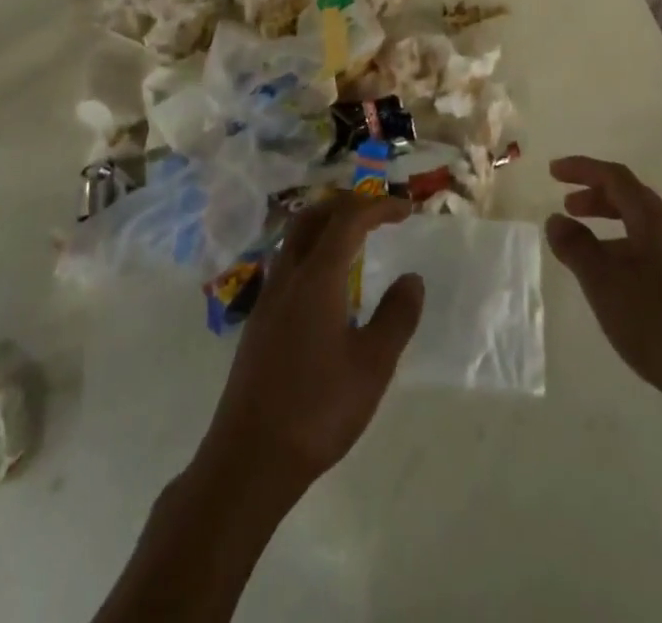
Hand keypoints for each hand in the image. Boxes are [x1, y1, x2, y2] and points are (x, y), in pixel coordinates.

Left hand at [196, 193, 423, 497]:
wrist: (249, 458)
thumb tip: (412, 279)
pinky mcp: (259, 321)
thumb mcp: (372, 366)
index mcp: (317, 277)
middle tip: (377, 212)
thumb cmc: (317, 410)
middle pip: (313, 216)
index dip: (378, 206)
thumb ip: (396, 317)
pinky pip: (287, 263)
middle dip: (346, 204)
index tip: (405, 210)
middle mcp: (288, 276)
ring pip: (294, 238)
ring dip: (325, 224)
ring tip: (355, 238)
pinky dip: (312, 250)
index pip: (348, 219)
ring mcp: (268, 298)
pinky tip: (327, 283)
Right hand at [545, 155, 661, 420]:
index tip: (552, 172)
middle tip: (567, 206)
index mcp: (655, 222)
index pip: (616, 178)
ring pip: (642, 227)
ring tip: (584, 246)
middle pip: (632, 198)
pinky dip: (625, 249)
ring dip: (610, 225)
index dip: (583, 168)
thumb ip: (577, 247)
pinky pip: (652, 252)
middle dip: (596, 196)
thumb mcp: (605, 283)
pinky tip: (614, 282)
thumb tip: (556, 219)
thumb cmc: (658, 324)